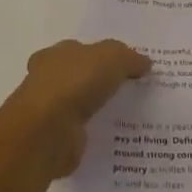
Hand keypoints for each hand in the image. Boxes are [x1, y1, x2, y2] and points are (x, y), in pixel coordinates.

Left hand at [0, 39, 151, 177]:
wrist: (46, 132)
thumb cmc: (75, 83)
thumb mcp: (112, 58)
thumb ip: (129, 58)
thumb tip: (144, 63)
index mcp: (55, 55)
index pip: (79, 51)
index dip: (100, 56)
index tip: (124, 67)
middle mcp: (47, 80)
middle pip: (77, 78)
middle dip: (98, 84)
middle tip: (129, 90)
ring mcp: (48, 112)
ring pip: (78, 106)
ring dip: (96, 110)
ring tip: (127, 116)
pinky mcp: (54, 140)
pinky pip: (80, 133)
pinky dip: (93, 134)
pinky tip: (114, 138)